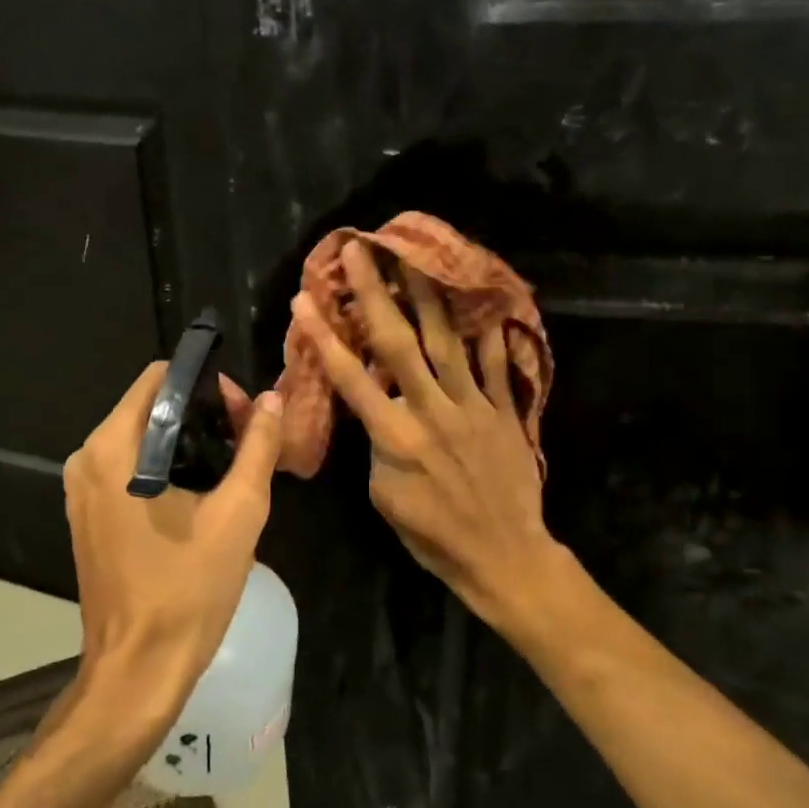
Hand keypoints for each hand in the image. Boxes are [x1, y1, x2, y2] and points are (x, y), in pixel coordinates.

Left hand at [63, 362, 284, 720]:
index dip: (208, 386)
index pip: (160, 379)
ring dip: (187, 439)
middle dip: (202, 412)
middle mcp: (88, 458)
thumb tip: (271, 399)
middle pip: (150, 404)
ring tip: (232, 466)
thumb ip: (257, 446)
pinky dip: (166, 464)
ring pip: (141, 435)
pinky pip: (129, 465)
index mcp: (115, 448)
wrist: (140, 669)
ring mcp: (82, 488)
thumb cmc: (189, 588)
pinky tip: (201, 492)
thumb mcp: (239, 511)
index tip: (244, 416)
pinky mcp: (88, 513)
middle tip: (247, 441)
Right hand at [289, 239, 560, 628]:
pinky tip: (489, 304)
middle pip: (398, 343)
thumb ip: (378, 446)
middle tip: (361, 251)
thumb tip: (379, 409)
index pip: (350, 377)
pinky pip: (497, 367)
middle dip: (375, 294)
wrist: (504, 556)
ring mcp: (471, 407)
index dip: (324, 336)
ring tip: (417, 257)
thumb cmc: (433, 535)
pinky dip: (493, 336)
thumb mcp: (384, 497)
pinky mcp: (504, 412)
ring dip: (429, 297)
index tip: (304, 300)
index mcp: (394, 436)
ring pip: (447, 341)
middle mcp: (430, 410)